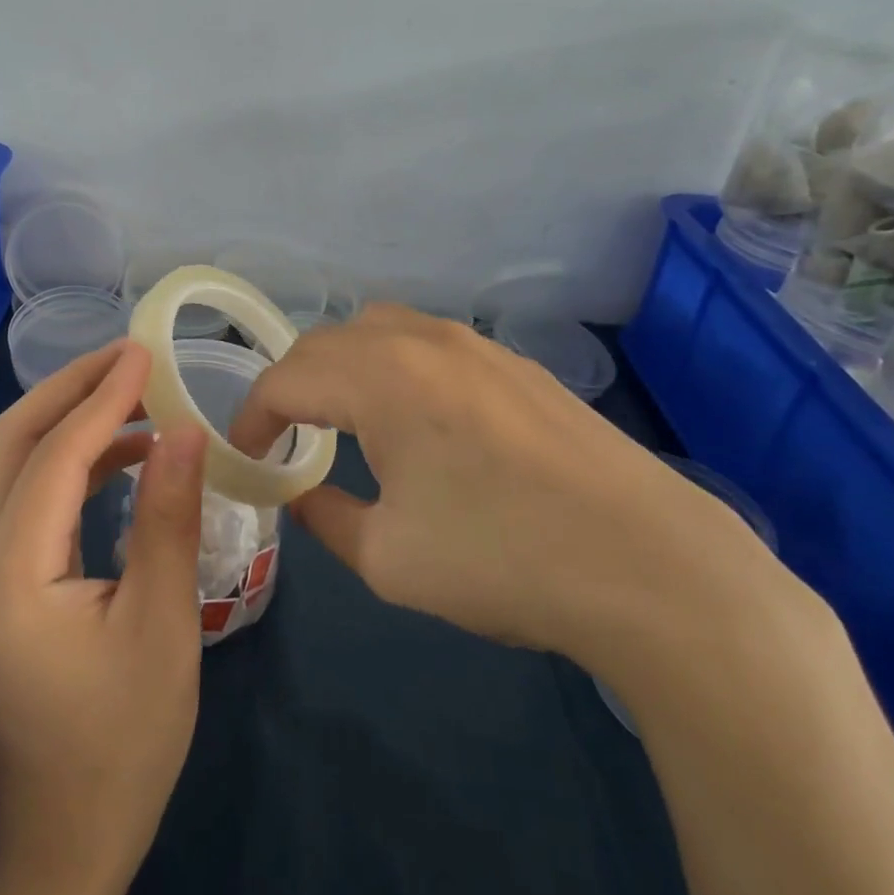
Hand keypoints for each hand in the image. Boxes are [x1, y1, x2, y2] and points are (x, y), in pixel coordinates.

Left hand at [0, 342, 207, 886]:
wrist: (65, 834)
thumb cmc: (125, 740)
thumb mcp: (163, 624)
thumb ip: (168, 518)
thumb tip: (185, 430)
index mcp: (6, 577)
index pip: (53, 457)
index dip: (102, 399)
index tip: (145, 354)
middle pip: (10, 444)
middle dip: (70, 390)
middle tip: (131, 358)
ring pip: (8, 466)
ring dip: (66, 421)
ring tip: (133, 398)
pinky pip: (19, 499)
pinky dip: (65, 463)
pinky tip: (118, 455)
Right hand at [228, 306, 783, 672]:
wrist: (650, 565)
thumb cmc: (502, 560)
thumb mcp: (388, 558)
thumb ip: (325, 518)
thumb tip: (300, 496)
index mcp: (380, 379)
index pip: (285, 380)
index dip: (251, 418)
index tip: (244, 458)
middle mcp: (422, 342)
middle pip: (326, 342)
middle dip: (291, 385)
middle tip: (285, 437)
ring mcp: (476, 346)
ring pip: (378, 330)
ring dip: (342, 366)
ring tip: (340, 418)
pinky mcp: (516, 364)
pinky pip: (428, 344)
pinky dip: (392, 366)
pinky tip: (414, 417)